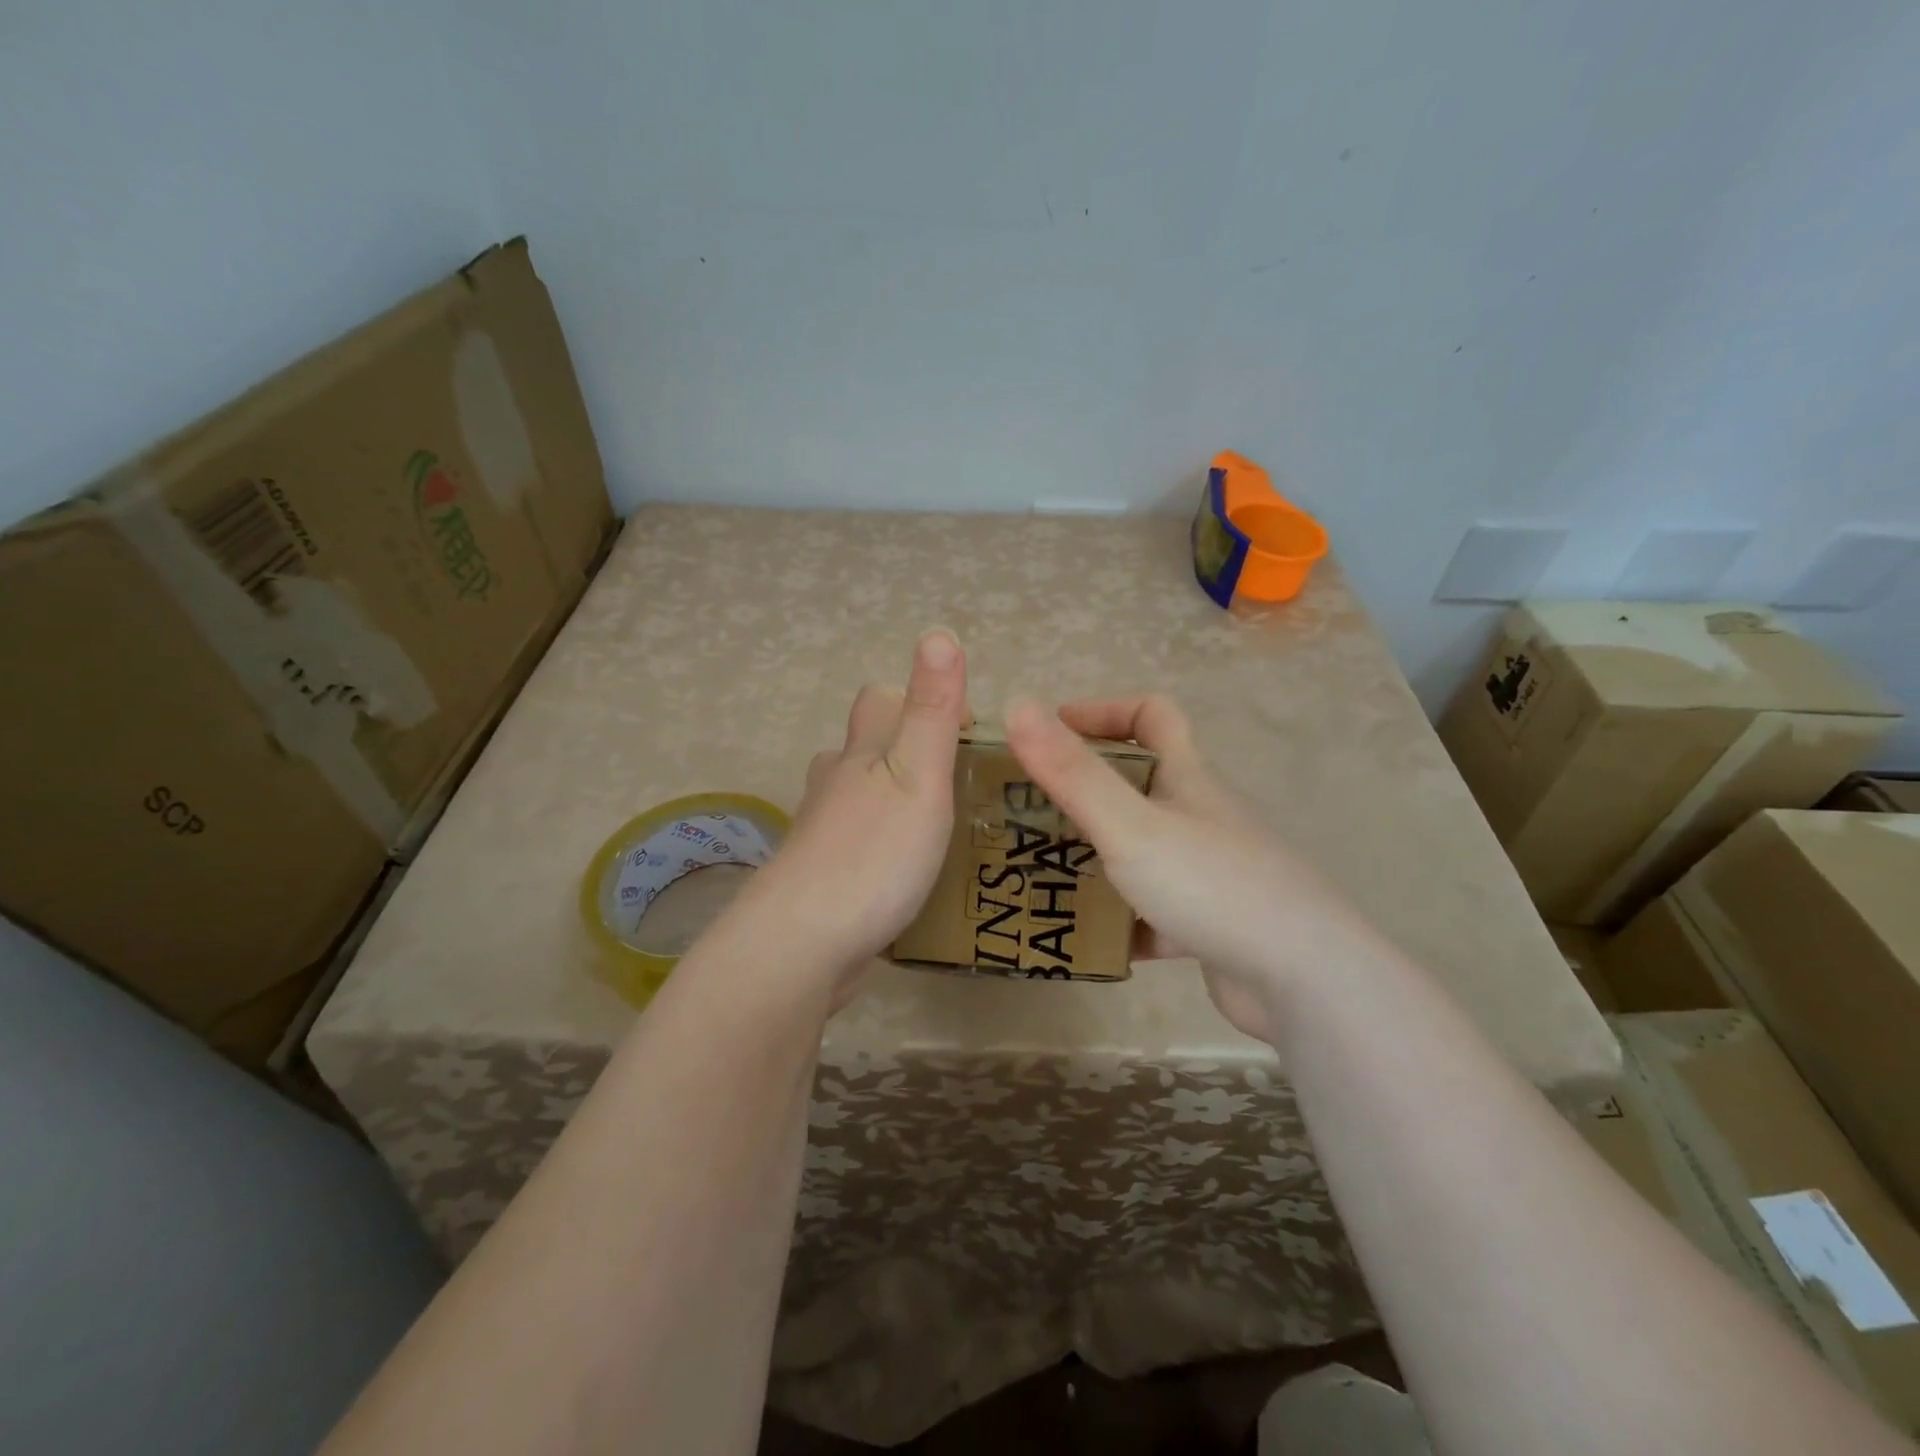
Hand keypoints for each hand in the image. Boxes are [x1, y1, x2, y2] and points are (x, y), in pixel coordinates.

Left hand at [743, 629, 967, 1002]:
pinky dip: (879, 844)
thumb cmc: (873, 854)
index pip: (881, 700)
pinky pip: (854, 843)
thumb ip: (931, 710)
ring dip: (891, 798)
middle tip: (957, 784)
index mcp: (861, 754)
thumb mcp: (918, 775)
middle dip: (906, 751)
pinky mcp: (819, 877)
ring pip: (856, 796)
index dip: (922, 702)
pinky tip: (904, 874)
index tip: (968, 735)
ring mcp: (821, 832)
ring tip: (937, 826)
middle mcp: (834, 783)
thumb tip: (938, 632)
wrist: (802, 944)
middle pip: (865, 746)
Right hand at [1004, 694, 1376, 1043]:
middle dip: (1084, 792)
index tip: (1053, 731)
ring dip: (1096, 858)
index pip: (1152, 716)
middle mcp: (1200, 816)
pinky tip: (1086, 939)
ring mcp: (1209, 872)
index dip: (1103, 711)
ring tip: (1040, 875)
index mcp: (1187, 778)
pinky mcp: (1210, 924)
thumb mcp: (1130, 824)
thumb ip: (1072, 772)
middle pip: (1140, 785)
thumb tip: (1017, 705)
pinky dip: (1120, 920)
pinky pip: (1153, 911)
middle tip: (1027, 813)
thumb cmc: (1211, 883)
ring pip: (1142, 851)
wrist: (1304, 978)